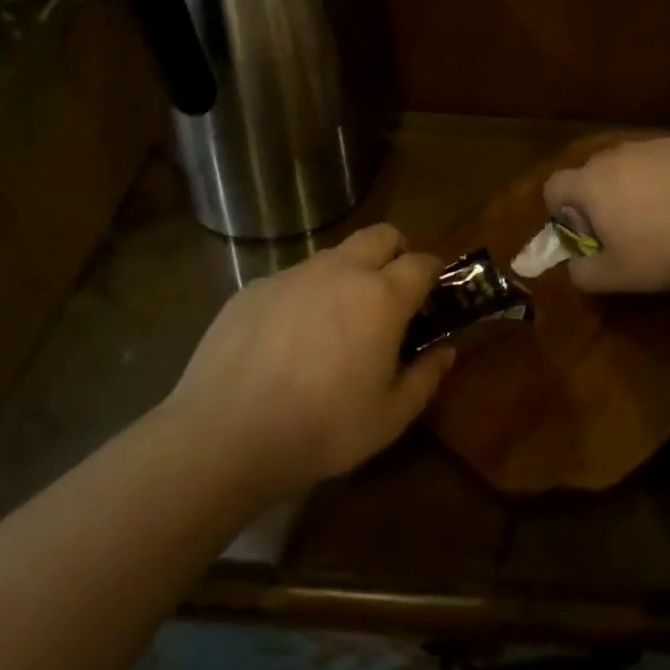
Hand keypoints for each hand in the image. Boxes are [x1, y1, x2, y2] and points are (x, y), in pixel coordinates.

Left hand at [160, 223, 452, 502]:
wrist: (224, 435)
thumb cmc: (321, 429)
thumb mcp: (389, 418)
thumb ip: (425, 378)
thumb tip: (445, 351)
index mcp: (381, 297)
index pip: (422, 262)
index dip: (434, 273)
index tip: (433, 293)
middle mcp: (340, 271)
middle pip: (381, 235)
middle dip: (396, 252)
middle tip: (393, 291)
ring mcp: (293, 274)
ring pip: (334, 255)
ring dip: (349, 273)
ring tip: (337, 321)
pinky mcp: (255, 288)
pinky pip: (293, 279)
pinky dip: (305, 295)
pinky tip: (289, 339)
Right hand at [544, 135, 669, 293]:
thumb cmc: (666, 252)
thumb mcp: (616, 277)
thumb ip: (582, 273)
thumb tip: (575, 265)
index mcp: (593, 184)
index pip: (555, 186)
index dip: (561, 210)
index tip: (585, 231)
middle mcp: (619, 154)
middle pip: (594, 172)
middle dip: (601, 197)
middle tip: (626, 227)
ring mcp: (657, 144)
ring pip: (633, 162)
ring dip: (636, 183)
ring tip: (664, 213)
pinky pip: (669, 158)